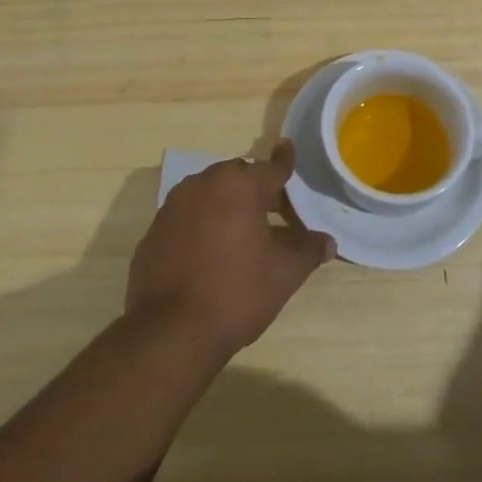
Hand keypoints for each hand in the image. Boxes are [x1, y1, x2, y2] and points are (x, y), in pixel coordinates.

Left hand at [126, 141, 335, 356]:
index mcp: (238, 185)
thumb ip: (308, 250)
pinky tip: (209, 254)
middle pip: (237, 178)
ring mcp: (172, 207)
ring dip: (226, 206)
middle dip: (256, 189)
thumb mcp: (284, 273)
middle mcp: (202, 184)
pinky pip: (186, 218)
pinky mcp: (153, 232)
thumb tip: (327, 242)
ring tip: (242, 233)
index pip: (271, 168)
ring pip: (208, 195)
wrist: (170, 332)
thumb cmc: (236, 292)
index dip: (285, 162)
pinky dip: (201, 226)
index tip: (288, 148)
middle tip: (274, 211)